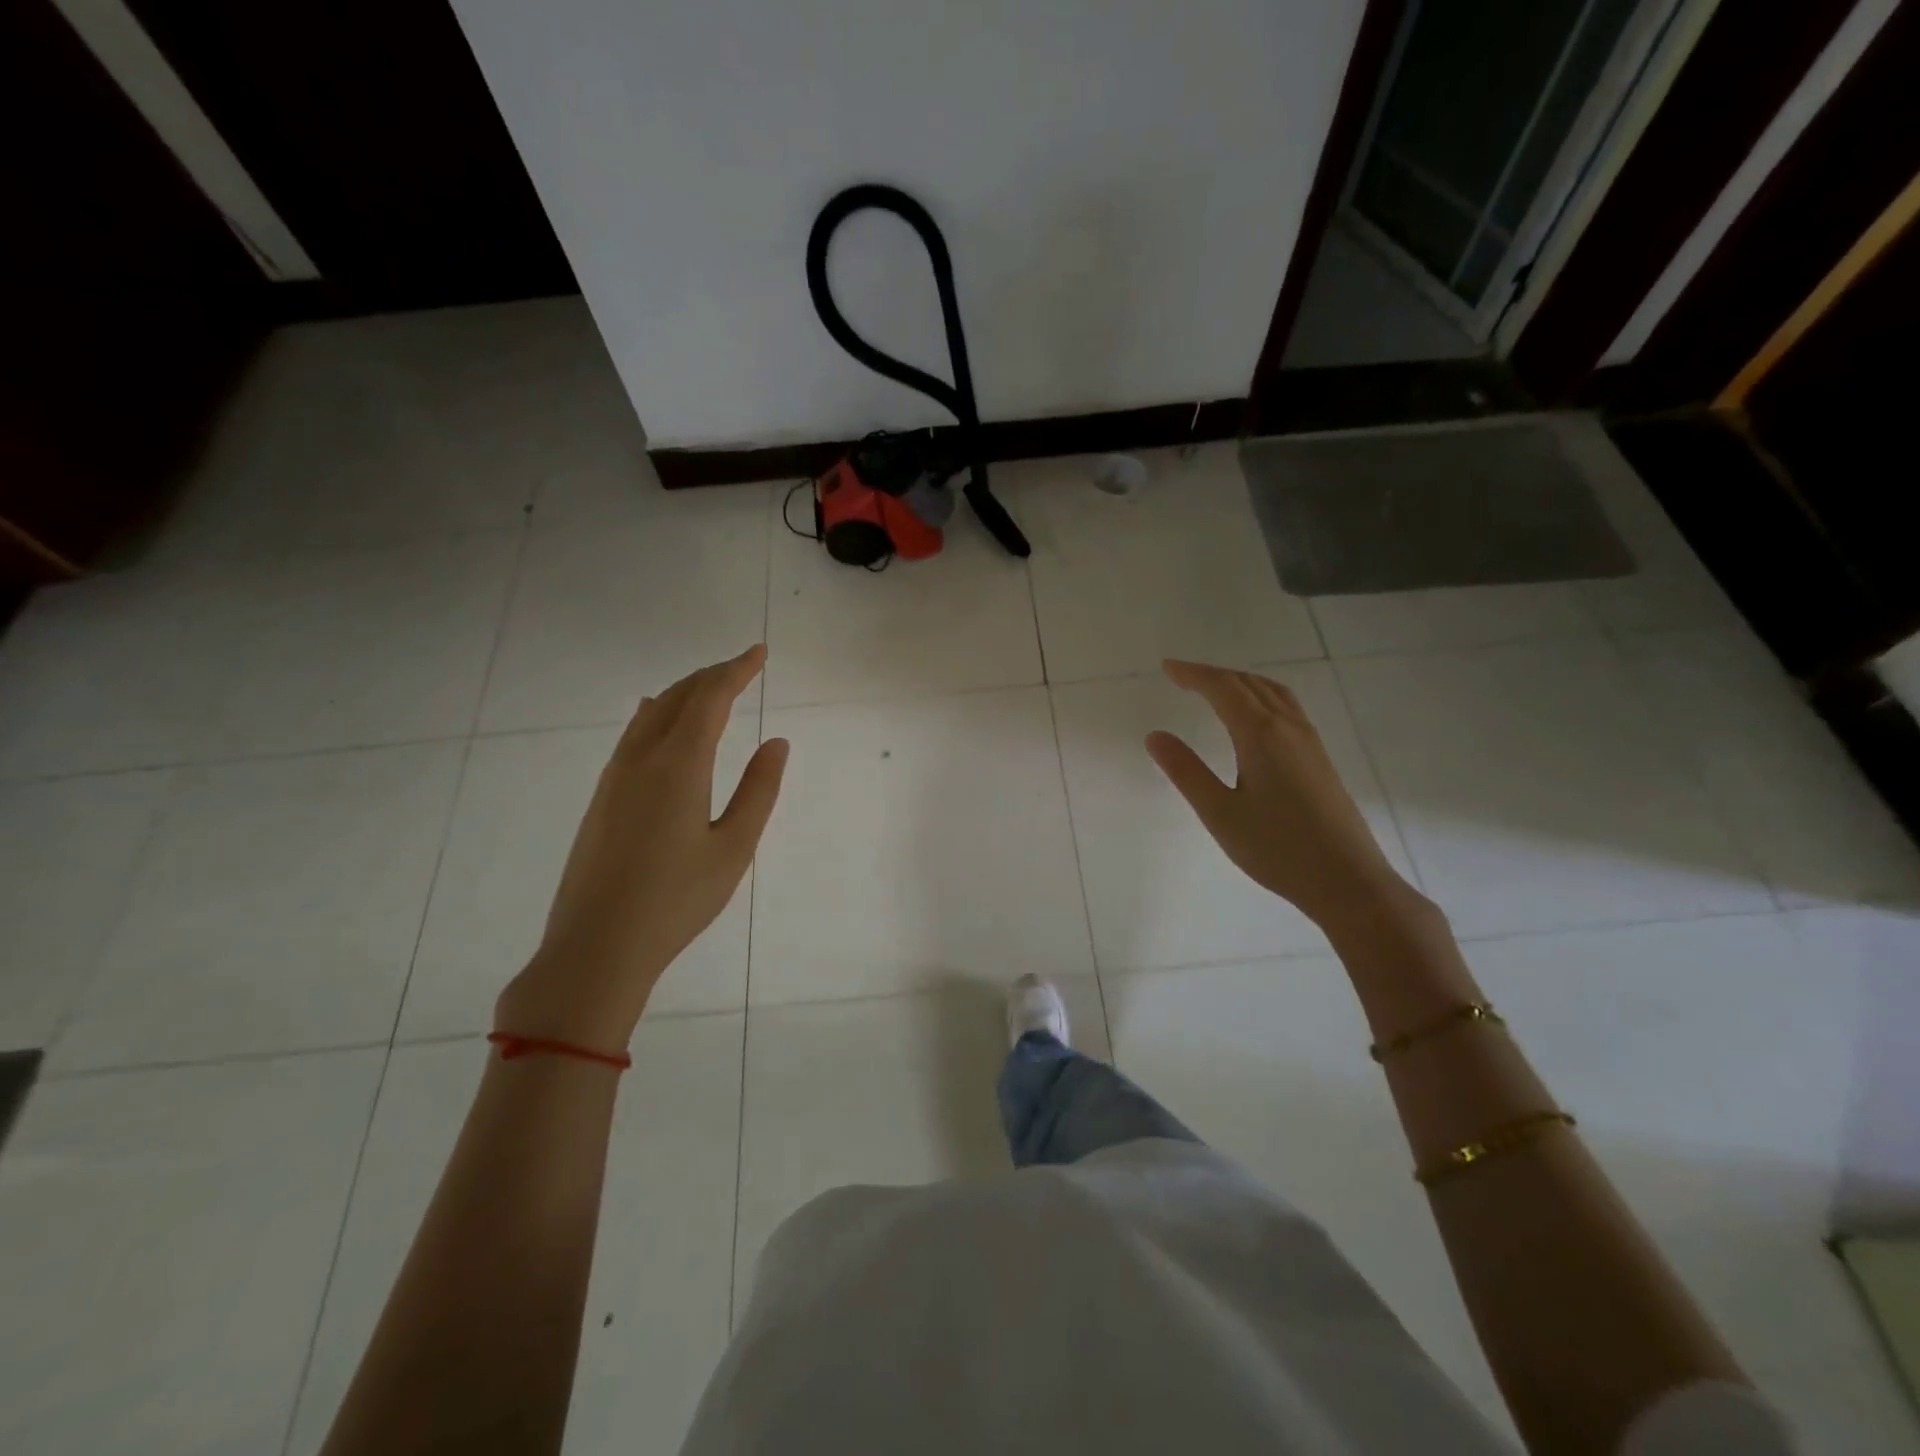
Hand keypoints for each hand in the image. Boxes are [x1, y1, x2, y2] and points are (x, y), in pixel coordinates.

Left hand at [496, 645, 787, 1050]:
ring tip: (709, 687)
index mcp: (679, 765)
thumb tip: (776, 742)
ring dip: (683, 692)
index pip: (710, 699)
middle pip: (677, 698)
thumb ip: (758, 791)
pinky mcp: (602, 798)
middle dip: (711, 676)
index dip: (736, 670)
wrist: (596, 947)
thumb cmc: (677, 900)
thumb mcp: (734, 848)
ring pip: (651, 714)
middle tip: (742, 666)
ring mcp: (615, 778)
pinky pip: (633, 736)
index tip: (759, 653)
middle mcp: (641, 759)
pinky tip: (658, 718)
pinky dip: (657, 714)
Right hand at [1146, 659, 1412, 930]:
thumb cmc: (1277, 849)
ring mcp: (1309, 742)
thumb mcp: (1220, 813)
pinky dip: (1261, 696)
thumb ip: (1186, 771)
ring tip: (1215, 688)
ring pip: (1273, 693)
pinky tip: (1256, 717)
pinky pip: (1287, 708)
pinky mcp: (1320, 759)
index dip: (1193, 674)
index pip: (1223, 689)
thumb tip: (1155, 736)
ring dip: (1240, 682)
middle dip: (1214, 674)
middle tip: (1182, 676)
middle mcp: (1288, 728)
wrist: (1348, 881)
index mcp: (1261, 735)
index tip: (1167, 668)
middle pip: (1249, 684)